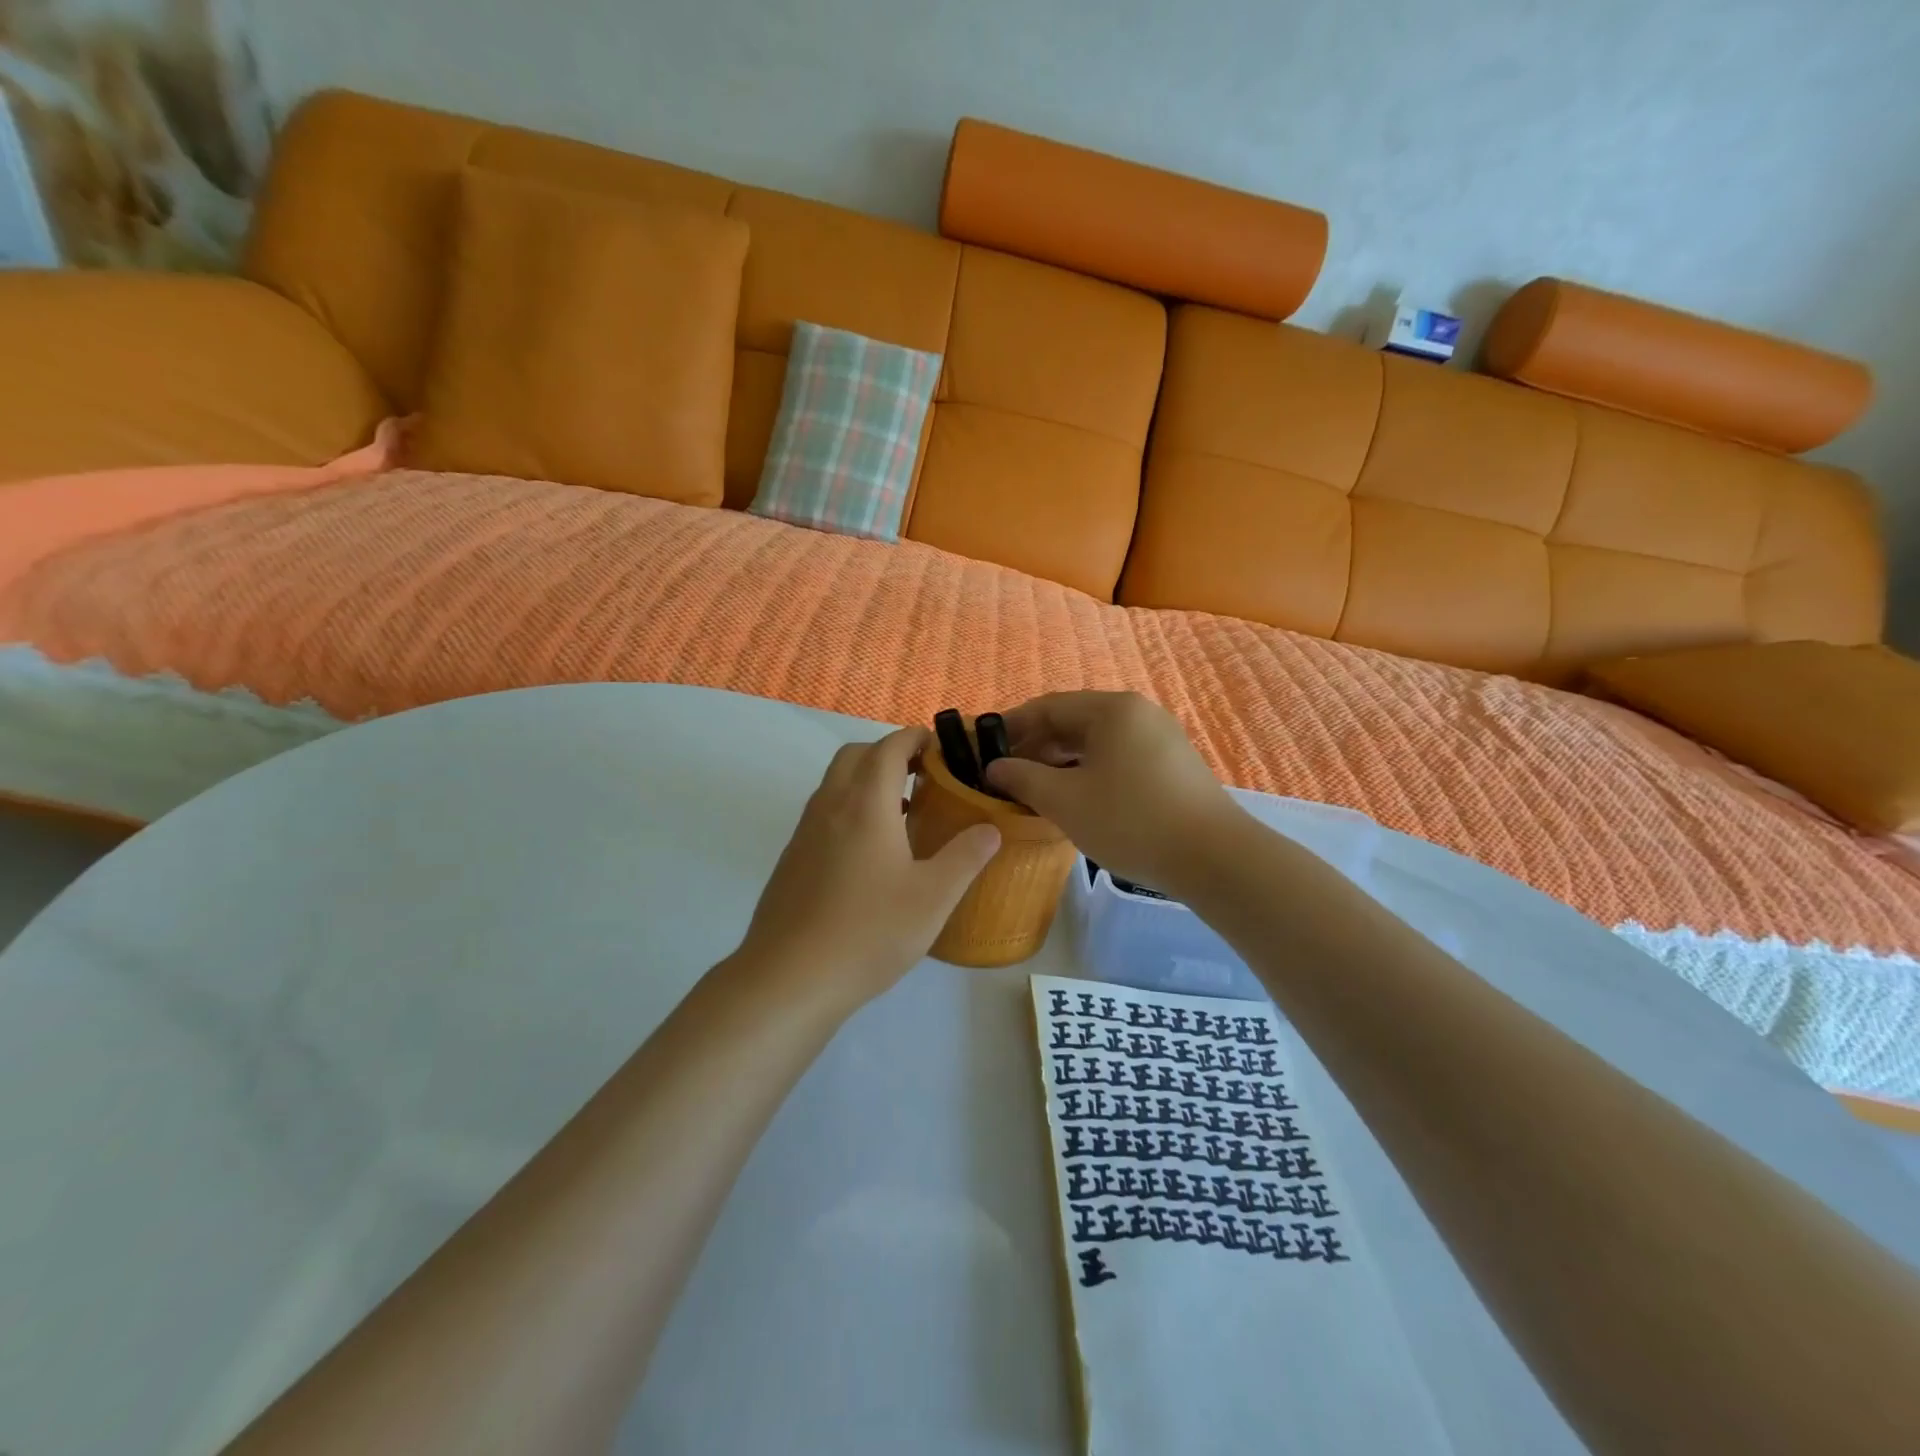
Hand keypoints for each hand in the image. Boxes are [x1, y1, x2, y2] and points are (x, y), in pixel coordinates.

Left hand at [734, 727, 1001, 1008]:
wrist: (789, 978)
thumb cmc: (869, 931)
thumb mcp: (933, 897)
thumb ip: (965, 857)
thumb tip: (991, 828)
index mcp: (865, 804)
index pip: (888, 748)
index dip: (914, 738)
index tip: (940, 745)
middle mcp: (830, 806)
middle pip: (856, 756)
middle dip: (888, 753)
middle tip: (923, 775)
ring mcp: (804, 832)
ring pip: (835, 784)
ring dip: (866, 781)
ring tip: (902, 812)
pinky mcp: (792, 859)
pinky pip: (823, 813)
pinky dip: (849, 809)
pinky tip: (870, 854)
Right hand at [983, 692, 1243, 894]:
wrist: (1213, 858)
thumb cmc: (1130, 821)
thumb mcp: (1065, 801)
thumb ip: (1023, 779)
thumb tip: (994, 768)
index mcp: (1112, 709)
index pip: (1048, 707)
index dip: (1011, 727)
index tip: (983, 749)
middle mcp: (1138, 713)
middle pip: (1073, 722)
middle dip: (1035, 748)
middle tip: (1005, 776)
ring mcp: (1160, 739)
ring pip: (1096, 743)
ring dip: (1060, 764)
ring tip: (1034, 791)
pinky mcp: (1172, 766)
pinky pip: (1118, 759)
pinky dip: (1089, 773)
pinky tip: (1074, 800)